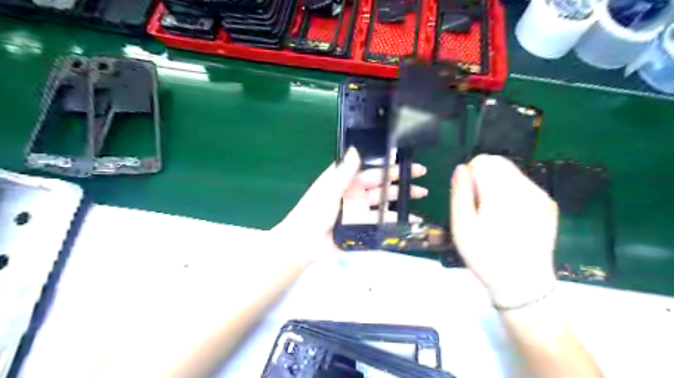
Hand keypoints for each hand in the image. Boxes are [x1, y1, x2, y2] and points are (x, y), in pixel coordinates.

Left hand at [271, 147, 425, 259]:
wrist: (305, 242)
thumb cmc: (314, 212)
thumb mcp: (328, 190)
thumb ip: (344, 172)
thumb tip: (356, 149)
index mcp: (348, 181)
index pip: (372, 169)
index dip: (388, 163)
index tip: (405, 158)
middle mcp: (357, 194)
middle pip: (383, 185)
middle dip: (401, 179)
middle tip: (421, 174)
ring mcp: (362, 211)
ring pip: (386, 203)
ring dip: (403, 199)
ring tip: (422, 194)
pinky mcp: (364, 227)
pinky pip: (383, 223)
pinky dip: (397, 221)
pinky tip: (411, 220)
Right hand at [453, 154, 558, 306]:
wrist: (524, 285)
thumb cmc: (486, 256)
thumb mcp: (462, 227)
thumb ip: (460, 193)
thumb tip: (461, 168)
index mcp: (502, 192)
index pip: (483, 161)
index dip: (470, 176)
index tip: (468, 198)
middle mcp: (526, 188)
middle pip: (499, 163)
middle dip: (484, 178)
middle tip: (478, 207)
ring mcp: (541, 196)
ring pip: (511, 174)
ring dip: (497, 185)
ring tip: (493, 214)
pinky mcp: (548, 205)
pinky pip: (524, 186)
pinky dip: (512, 194)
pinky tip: (510, 218)